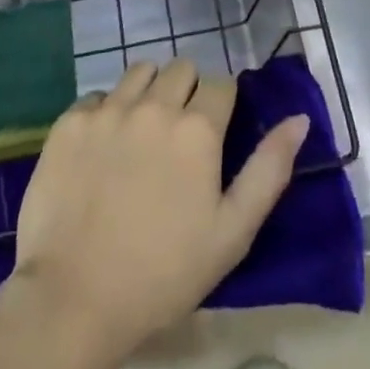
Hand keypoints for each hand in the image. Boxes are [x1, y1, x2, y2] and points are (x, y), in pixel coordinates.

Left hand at [11, 59, 308, 358]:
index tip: (214, 135)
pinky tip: (102, 150)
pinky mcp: (70, 122)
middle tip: (179, 137)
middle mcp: (154, 104)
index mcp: (198, 128)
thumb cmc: (164, 273)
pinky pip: (97, 96)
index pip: (221, 84)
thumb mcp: (232, 232)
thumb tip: (299, 118)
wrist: (74, 300)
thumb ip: (270, 169)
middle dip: (187, 92)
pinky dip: (106, 112)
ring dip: (148, 92)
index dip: (221, 106)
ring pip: (140, 72)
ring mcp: (108, 110)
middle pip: (181, 69)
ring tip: (142, 134)